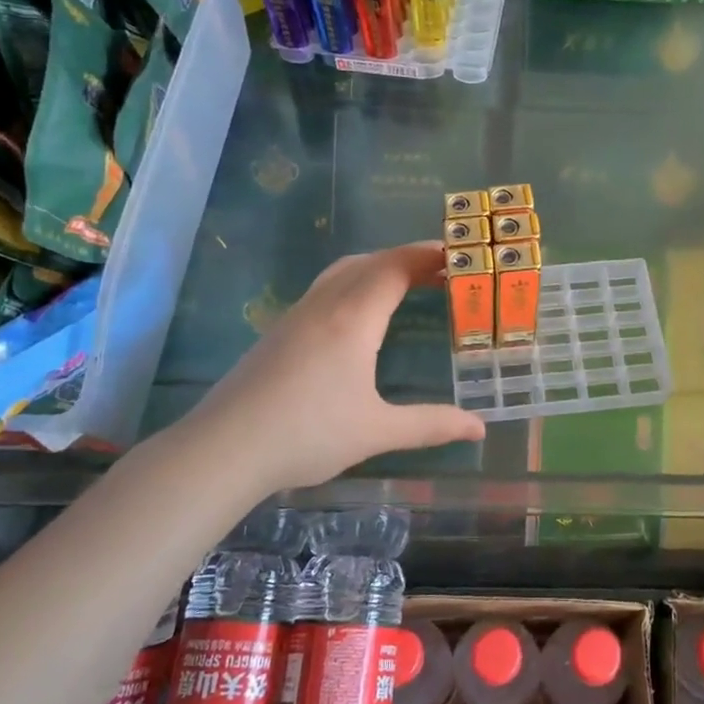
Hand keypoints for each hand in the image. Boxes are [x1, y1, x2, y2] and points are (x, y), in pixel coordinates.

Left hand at [160, 243, 484, 492]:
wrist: (223, 449)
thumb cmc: (307, 435)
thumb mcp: (377, 432)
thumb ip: (431, 425)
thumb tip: (480, 429)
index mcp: (352, 319)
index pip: (395, 267)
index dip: (427, 255)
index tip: (458, 253)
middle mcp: (324, 305)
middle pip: (369, 262)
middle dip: (407, 258)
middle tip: (442, 270)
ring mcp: (295, 316)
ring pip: (341, 272)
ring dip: (377, 267)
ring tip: (404, 284)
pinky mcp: (277, 332)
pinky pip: (324, 289)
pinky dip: (354, 284)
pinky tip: (357, 316)